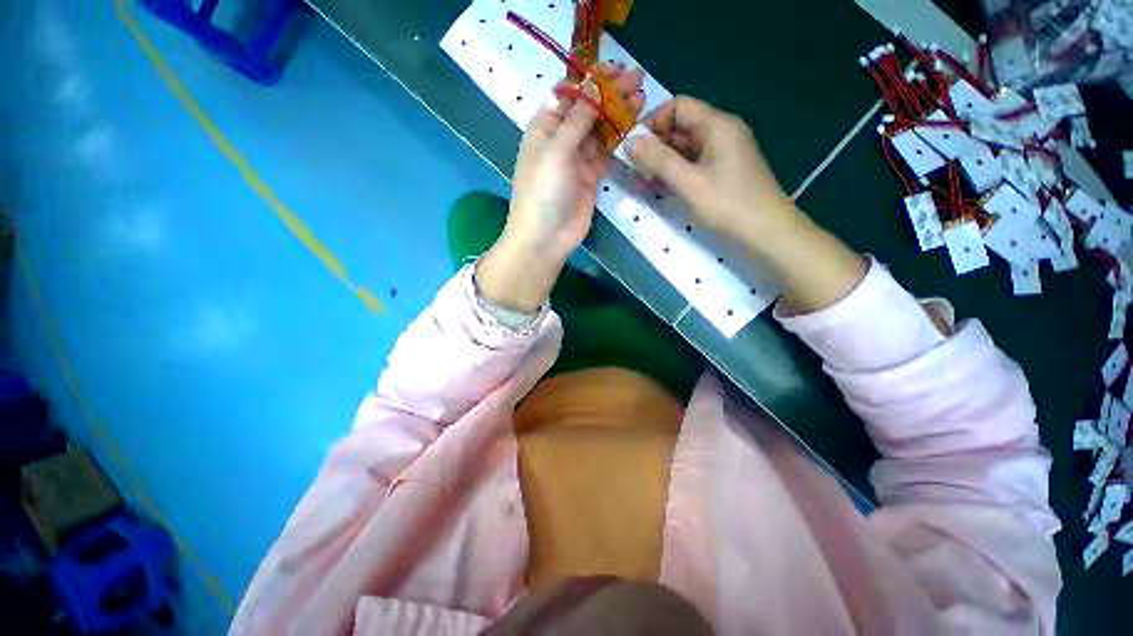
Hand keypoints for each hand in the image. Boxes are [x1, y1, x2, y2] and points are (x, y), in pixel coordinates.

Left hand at [478, 64, 644, 311]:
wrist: (546, 238)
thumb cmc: (543, 192)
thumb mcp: (556, 151)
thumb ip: (576, 120)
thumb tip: (592, 87)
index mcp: (544, 128)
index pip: (569, 95)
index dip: (591, 81)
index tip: (616, 69)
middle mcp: (560, 141)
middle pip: (587, 111)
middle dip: (610, 96)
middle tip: (638, 81)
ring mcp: (576, 161)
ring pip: (599, 132)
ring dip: (618, 117)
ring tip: (642, 100)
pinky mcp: (590, 178)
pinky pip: (606, 154)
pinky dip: (618, 142)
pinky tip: (633, 130)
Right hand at [627, 96, 799, 252]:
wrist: (767, 231)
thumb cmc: (729, 205)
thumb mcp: (689, 183)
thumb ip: (659, 160)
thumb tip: (630, 141)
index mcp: (717, 125)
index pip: (678, 106)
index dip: (653, 123)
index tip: (634, 148)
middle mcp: (721, 131)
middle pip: (681, 126)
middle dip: (656, 145)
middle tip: (636, 171)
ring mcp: (724, 151)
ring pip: (686, 147)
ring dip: (664, 161)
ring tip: (645, 182)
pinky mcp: (723, 170)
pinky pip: (694, 162)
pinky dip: (676, 171)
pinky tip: (663, 187)